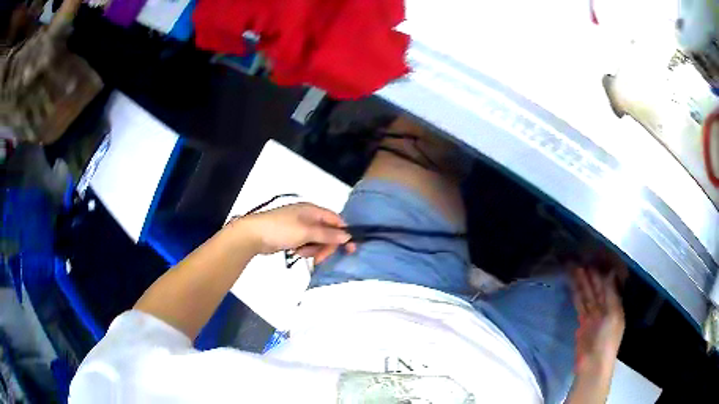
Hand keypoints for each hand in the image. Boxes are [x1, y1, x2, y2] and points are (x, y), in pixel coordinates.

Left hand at [237, 203, 353, 263]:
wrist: (253, 235)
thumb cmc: (281, 229)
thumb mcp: (306, 232)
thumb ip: (328, 235)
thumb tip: (348, 236)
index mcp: (313, 210)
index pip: (336, 220)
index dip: (344, 234)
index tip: (350, 250)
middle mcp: (308, 216)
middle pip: (327, 232)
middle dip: (325, 246)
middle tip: (319, 258)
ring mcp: (300, 226)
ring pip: (317, 240)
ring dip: (313, 249)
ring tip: (301, 252)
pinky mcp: (292, 236)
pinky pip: (307, 244)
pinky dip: (304, 249)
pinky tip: (296, 252)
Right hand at [571, 267, 624, 373]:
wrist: (593, 364)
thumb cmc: (607, 339)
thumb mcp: (613, 315)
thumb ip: (611, 294)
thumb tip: (610, 272)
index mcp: (615, 306)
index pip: (608, 286)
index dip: (601, 273)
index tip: (594, 260)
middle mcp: (604, 308)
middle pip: (596, 289)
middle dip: (590, 276)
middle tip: (580, 260)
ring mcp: (592, 316)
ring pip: (587, 295)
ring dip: (581, 283)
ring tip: (574, 268)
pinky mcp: (582, 323)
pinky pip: (580, 305)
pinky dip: (577, 295)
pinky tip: (573, 286)